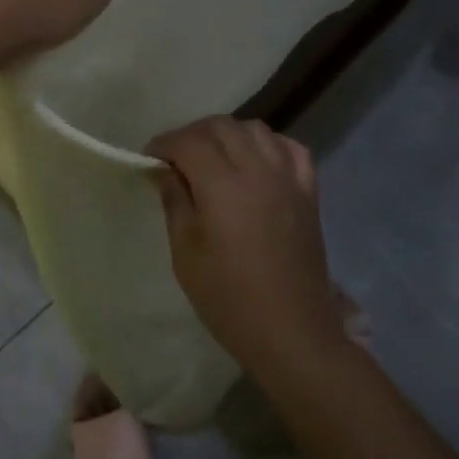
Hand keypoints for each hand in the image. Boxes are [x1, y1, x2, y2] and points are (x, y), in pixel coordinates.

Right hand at [148, 117, 344, 376]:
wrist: (292, 332)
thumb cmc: (229, 298)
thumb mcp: (186, 253)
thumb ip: (175, 202)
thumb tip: (166, 170)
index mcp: (223, 186)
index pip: (189, 141)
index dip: (164, 143)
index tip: (149, 158)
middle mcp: (258, 170)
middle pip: (222, 126)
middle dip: (192, 134)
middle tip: (175, 157)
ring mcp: (289, 178)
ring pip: (256, 129)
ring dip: (228, 134)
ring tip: (213, 157)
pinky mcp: (309, 193)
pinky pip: (290, 149)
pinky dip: (268, 144)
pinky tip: (256, 161)